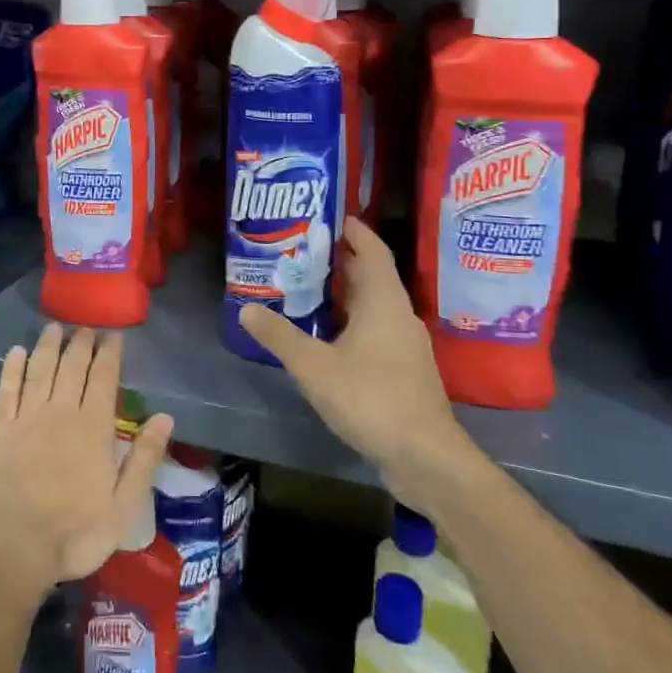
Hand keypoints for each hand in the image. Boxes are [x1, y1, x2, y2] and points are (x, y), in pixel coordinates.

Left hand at [0, 325, 172, 605]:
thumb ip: (144, 458)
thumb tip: (165, 417)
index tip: (114, 335)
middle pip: (72, 367)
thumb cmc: (74, 534)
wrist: (12, 549)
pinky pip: (8, 388)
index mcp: (94, 428)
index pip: (104, 378)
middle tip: (85, 326)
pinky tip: (16, 352)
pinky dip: (12, 367)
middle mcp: (61, 412)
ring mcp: (27, 418)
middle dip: (81, 343)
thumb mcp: (124, 506)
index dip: (110, 353)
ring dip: (48, 346)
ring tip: (54, 327)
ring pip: (40, 369)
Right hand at [240, 217, 462, 484]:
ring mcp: (406, 344)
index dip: (355, 231)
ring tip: (309, 289)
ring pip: (374, 306)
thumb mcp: (314, 366)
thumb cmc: (370, 397)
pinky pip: (377, 330)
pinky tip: (328, 337)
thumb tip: (247, 308)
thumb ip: (279, 336)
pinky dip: (353, 322)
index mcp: (383, 301)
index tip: (331, 217)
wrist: (424, 456)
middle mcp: (399, 314)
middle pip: (372, 276)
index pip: (373, 250)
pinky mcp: (405, 370)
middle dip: (342, 261)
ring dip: (346, 294)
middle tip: (304, 252)